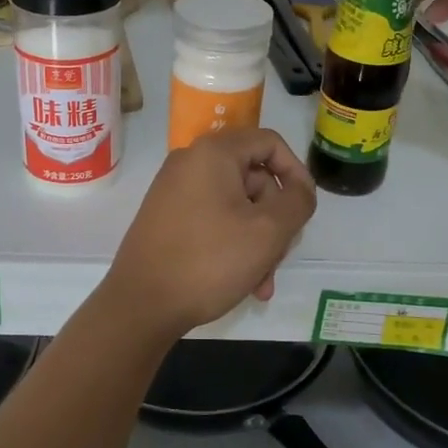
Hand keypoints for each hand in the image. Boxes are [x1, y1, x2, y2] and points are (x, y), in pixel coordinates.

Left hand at [100, 128, 315, 341]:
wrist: (141, 303)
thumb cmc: (209, 260)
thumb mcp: (268, 231)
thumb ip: (297, 202)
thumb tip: (299, 189)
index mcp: (213, 153)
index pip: (269, 143)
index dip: (296, 172)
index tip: (306, 209)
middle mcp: (190, 162)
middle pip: (253, 178)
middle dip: (274, 220)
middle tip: (280, 256)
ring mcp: (174, 190)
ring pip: (236, 205)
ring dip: (257, 241)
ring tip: (262, 283)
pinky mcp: (166, 217)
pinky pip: (213, 219)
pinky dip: (233, 244)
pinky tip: (244, 283)